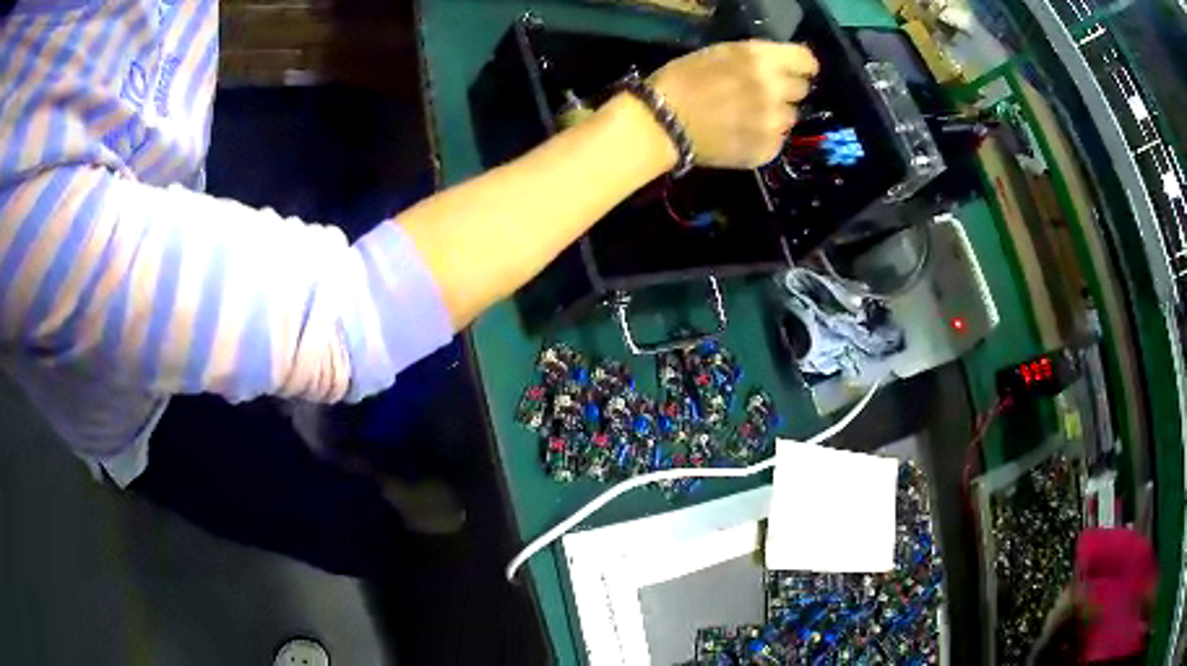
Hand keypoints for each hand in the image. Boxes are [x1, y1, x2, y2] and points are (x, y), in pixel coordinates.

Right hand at [650, 40, 817, 168]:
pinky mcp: (767, 150)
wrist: (661, 124)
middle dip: (783, 89)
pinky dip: (763, 137)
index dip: (800, 65)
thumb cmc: (683, 80)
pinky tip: (739, 134)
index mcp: (760, 60)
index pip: (807, 61)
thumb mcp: (721, 53)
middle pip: (800, 90)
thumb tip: (785, 68)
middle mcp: (774, 90)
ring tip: (745, 116)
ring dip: (774, 115)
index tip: (793, 70)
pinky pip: (777, 140)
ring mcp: (773, 124)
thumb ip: (757, 58)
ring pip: (789, 117)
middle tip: (757, 93)